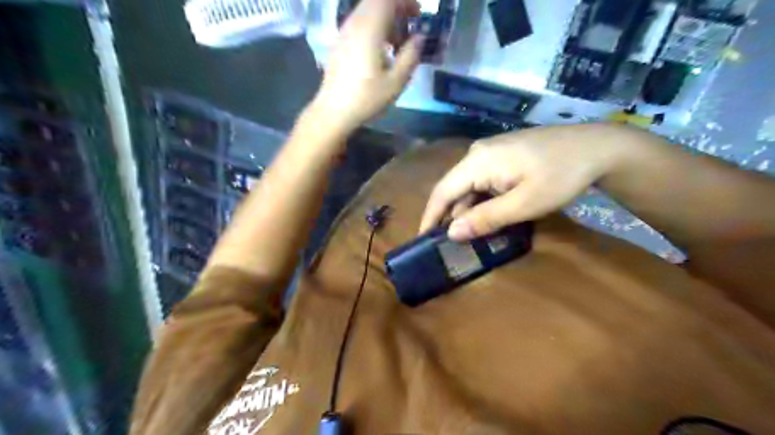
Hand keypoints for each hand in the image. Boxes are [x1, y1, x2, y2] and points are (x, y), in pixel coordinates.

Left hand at [312, 0, 422, 132]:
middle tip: (410, 28)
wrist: (334, 111)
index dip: (406, 3)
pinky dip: (373, 28)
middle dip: (396, 9)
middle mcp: (354, 23)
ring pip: (367, 11)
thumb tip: (420, 37)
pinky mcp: (339, 43)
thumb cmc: (367, 98)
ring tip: (397, 43)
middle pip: (377, 2)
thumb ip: (411, 55)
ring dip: (385, 20)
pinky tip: (380, 51)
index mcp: (369, 28)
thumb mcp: (396, 81)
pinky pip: (359, 23)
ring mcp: (344, 32)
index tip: (419, 16)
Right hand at [421, 124, 638, 242]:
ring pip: (469, 187)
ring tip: (472, 235)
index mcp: (477, 161)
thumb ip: (485, 219)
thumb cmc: (561, 176)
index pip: (442, 192)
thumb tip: (452, 233)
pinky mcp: (502, 156)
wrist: (597, 147)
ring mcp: (490, 153)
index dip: (430, 217)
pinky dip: (482, 201)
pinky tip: (491, 215)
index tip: (422, 240)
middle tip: (450, 245)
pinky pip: (482, 181)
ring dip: (469, 211)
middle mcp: (477, 153)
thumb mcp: (524, 204)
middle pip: (454, 189)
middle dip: (451, 217)